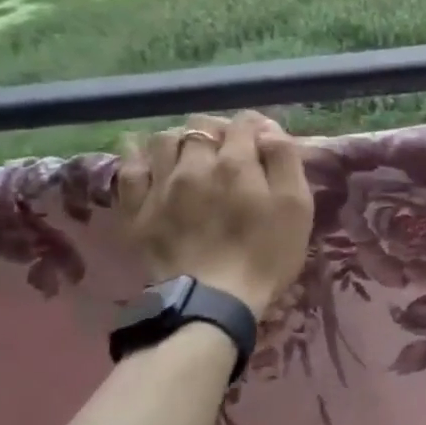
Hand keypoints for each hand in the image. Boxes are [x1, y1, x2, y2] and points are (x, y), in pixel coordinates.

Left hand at [118, 112, 312, 313]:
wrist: (214, 301)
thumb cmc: (267, 255)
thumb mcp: (297, 207)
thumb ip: (286, 161)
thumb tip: (268, 131)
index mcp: (236, 163)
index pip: (244, 122)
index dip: (256, 126)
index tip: (265, 142)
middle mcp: (194, 164)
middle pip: (201, 126)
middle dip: (219, 131)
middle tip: (230, 150)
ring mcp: (160, 185)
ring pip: (164, 139)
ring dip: (181, 139)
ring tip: (192, 155)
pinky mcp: (136, 209)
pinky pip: (128, 168)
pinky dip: (137, 155)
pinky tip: (146, 156)